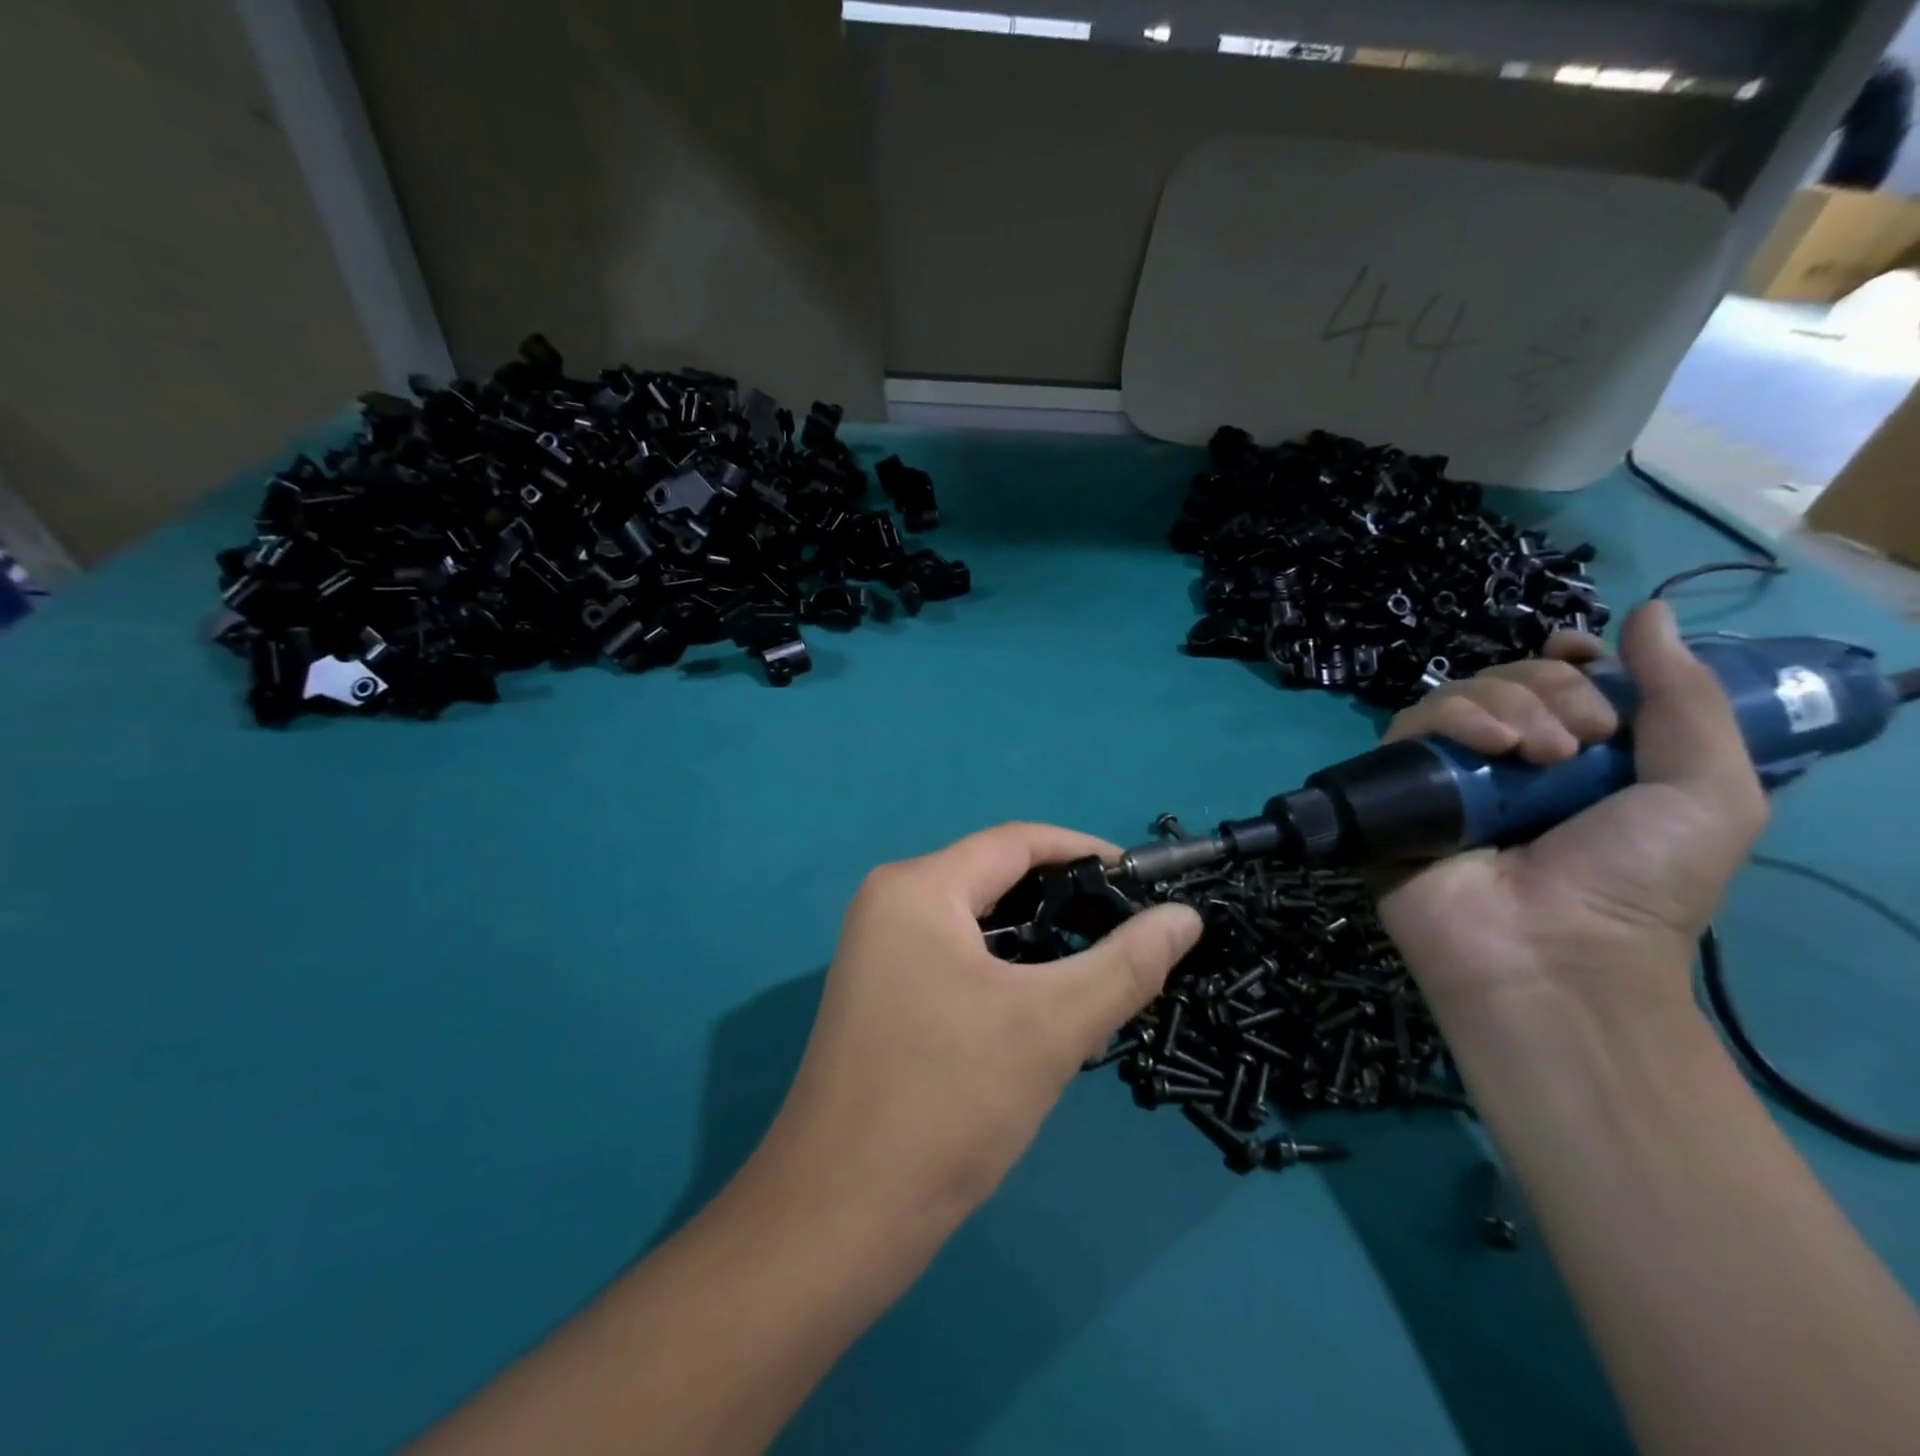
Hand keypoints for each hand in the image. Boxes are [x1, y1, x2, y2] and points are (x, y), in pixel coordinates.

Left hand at [761, 824, 1202, 1231]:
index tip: (1145, 882)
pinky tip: (1043, 1002)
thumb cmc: (946, 1102)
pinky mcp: (880, 993)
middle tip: (1131, 931)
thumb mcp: (1051, 1026)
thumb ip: (1126, 964)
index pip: (1017, 842)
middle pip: (994, 878)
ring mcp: (878, 950)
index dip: (1086, 851)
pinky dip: (1004, 968)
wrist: (838, 1217)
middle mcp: (890, 902)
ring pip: (977, 922)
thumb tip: (1186, 918)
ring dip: (1037, 938)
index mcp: (918, 887)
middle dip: (1065, 899)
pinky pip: (955, 956)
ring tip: (1100, 966)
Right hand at [1375, 602, 1767, 1023]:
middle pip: (1508, 679)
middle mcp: (1507, 760)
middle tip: (1583, 741)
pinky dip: (1450, 719)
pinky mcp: (1398, 789)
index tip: (1586, 662)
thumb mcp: (1707, 791)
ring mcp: (1449, 775)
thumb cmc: (1637, 881)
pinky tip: (1487, 746)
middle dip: (1550, 688)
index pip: (1555, 680)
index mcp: (1577, 758)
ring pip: (1456, 695)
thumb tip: (1646, 611)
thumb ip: (1687, 699)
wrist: (1552, 953)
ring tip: (1536, 753)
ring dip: (1505, 702)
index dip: (1567, 660)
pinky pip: (1409, 728)